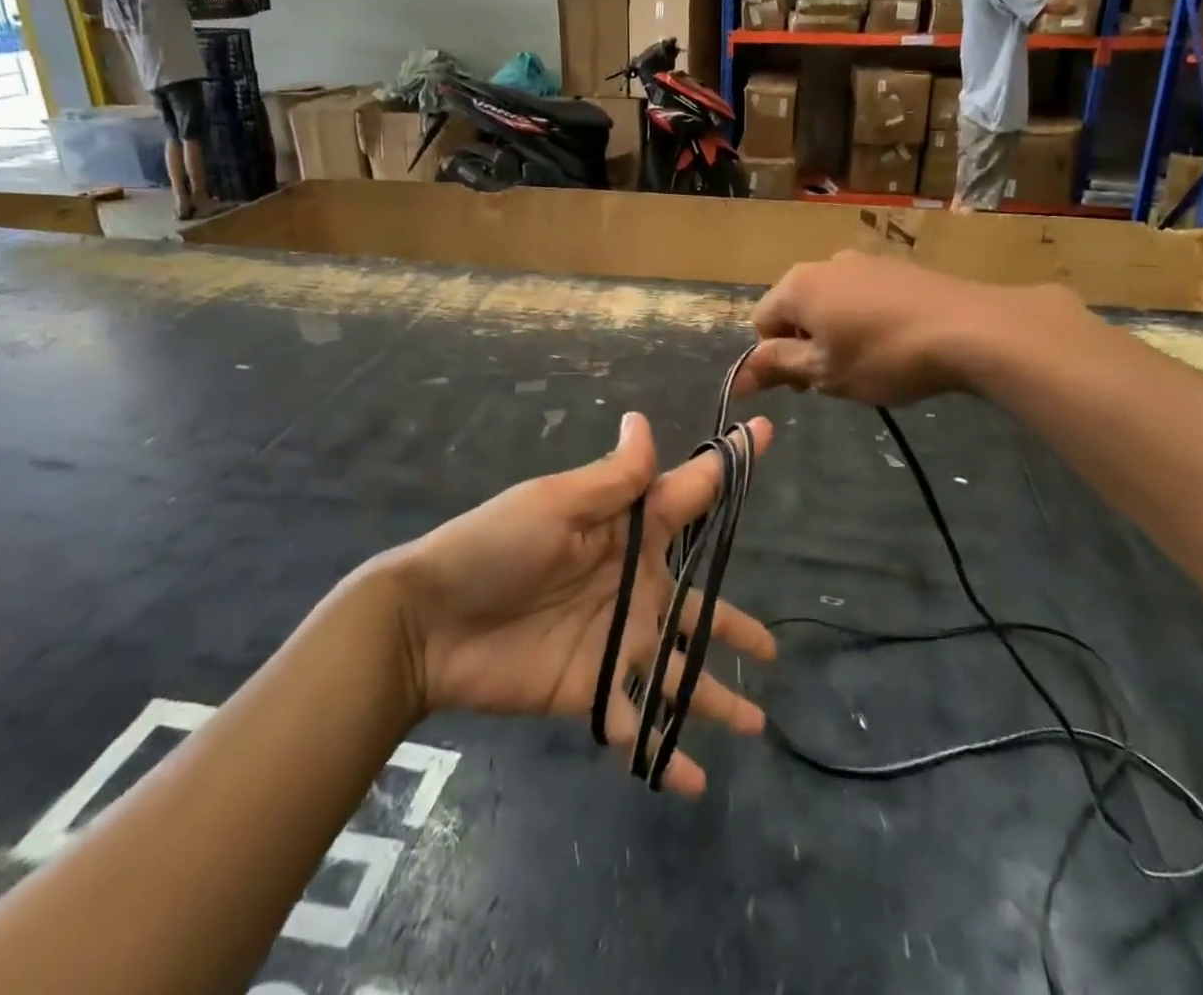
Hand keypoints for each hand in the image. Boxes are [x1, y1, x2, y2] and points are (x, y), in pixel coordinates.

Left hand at [387, 413, 775, 796]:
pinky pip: (635, 724)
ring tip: (758, 723)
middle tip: (773, 647)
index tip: (767, 433)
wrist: (429, 622)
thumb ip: (611, 478)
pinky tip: (693, 782)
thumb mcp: (555, 503)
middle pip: (698, 603)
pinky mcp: (590, 689)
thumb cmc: (495, 547)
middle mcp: (633, 584)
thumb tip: (643, 420)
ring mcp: (616, 640)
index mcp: (627, 530)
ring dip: (715, 696)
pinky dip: (664, 754)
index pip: (689, 495)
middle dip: (734, 621)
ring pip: (680, 669)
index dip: (728, 466)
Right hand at [736, 251, 991, 404]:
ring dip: (836, 332)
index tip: (806, 386)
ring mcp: (866, 260)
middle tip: (835, 378)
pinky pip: (864, 295)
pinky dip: (866, 319)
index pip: (762, 321)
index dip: (775, 358)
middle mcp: (826, 263)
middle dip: (805, 344)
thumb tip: (738, 379)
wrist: (971, 329)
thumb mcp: (825, 372)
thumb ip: (777, 368)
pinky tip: (895, 343)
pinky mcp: (899, 267)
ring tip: (869, 363)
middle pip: (796, 308)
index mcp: (798, 285)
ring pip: (832, 301)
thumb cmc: (884, 356)